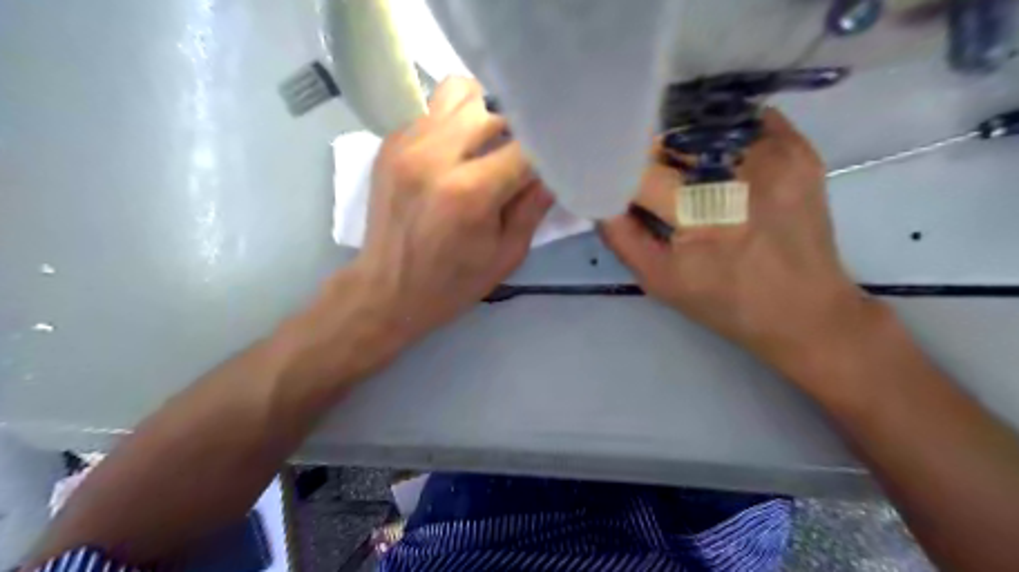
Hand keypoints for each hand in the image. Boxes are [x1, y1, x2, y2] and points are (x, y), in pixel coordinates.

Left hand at [349, 76, 549, 343]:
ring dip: (485, 113)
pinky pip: (433, 110)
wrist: (386, 290)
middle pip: (495, 106)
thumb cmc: (452, 283)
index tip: (555, 157)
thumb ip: (534, 207)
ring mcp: (407, 143)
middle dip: (518, 127)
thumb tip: (555, 169)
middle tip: (523, 153)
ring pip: (461, 92)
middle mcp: (436, 155)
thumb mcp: (507, 255)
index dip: (547, 148)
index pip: (526, 145)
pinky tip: (456, 154)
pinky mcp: (390, 142)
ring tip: (488, 144)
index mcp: (470, 192)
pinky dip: (454, 123)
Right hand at [600, 109, 880, 381]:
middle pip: (672, 141)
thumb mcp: (658, 280)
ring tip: (680, 172)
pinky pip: (743, 122)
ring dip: (682, 144)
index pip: (640, 171)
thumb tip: (600, 195)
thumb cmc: (725, 303)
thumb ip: (620, 236)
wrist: (805, 312)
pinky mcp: (799, 149)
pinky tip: (716, 162)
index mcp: (703, 216)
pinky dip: (720, 135)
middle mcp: (741, 175)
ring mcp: (777, 155)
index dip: (617, 168)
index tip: (605, 172)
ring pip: (705, 125)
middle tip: (646, 178)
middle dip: (649, 156)